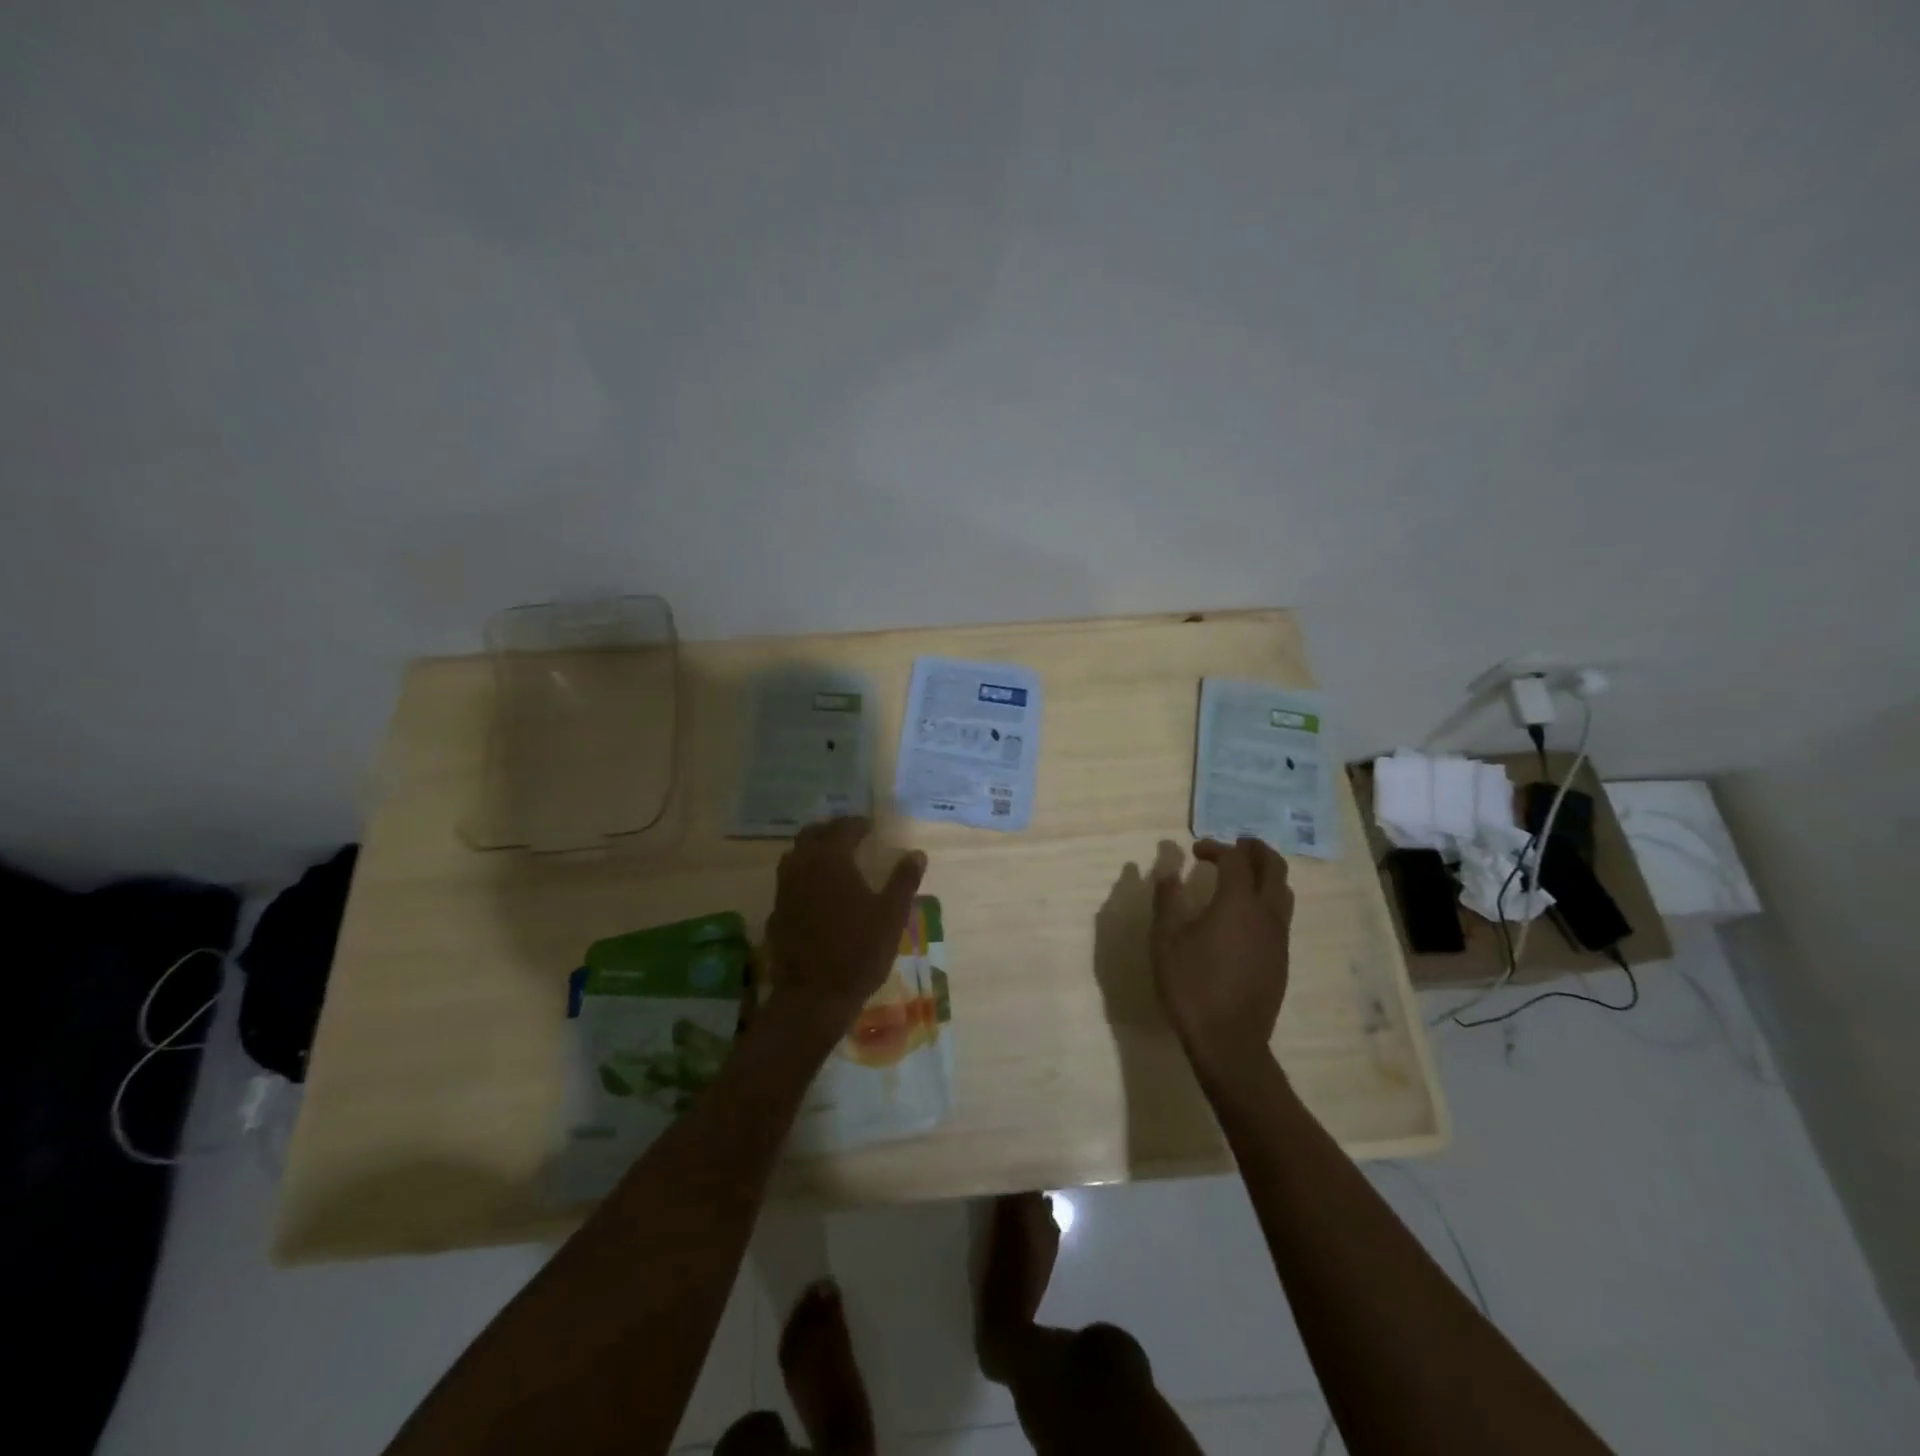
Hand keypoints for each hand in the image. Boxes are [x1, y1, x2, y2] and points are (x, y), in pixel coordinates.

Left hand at [765, 818, 926, 1036]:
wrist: (813, 996)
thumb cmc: (859, 950)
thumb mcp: (891, 915)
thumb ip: (903, 880)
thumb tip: (917, 854)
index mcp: (831, 860)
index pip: (842, 829)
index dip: (857, 824)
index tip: (870, 827)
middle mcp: (802, 867)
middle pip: (811, 835)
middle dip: (831, 831)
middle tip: (850, 836)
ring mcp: (784, 891)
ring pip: (794, 856)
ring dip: (812, 850)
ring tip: (832, 859)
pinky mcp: (776, 913)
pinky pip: (788, 882)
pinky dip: (802, 877)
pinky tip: (815, 892)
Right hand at [1152, 838, 1293, 1076]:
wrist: (1229, 1041)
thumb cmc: (1191, 986)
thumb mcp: (1166, 940)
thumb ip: (1167, 900)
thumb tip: (1167, 870)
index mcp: (1237, 903)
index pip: (1235, 859)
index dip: (1216, 847)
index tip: (1196, 851)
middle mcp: (1266, 913)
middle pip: (1274, 866)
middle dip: (1255, 849)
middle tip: (1234, 845)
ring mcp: (1279, 937)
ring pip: (1284, 891)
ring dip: (1266, 873)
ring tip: (1243, 875)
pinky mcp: (1282, 958)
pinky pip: (1281, 915)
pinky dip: (1267, 898)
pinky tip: (1244, 914)